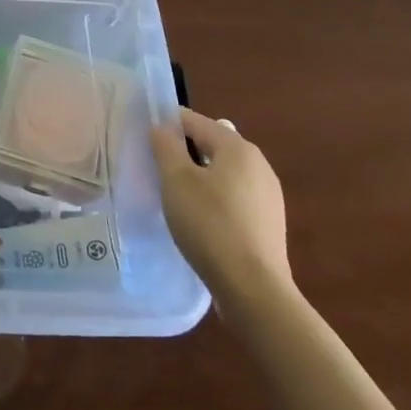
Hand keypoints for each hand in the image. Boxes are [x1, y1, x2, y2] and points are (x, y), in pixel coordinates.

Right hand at [151, 109, 292, 304]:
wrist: (253, 288)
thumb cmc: (209, 224)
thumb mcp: (176, 181)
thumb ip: (166, 146)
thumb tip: (161, 128)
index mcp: (238, 147)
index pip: (194, 121)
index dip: (166, 124)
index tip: (142, 136)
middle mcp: (258, 164)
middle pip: (211, 145)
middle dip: (182, 152)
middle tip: (154, 167)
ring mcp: (268, 195)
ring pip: (223, 173)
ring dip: (198, 177)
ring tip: (173, 195)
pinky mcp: (268, 222)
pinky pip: (233, 197)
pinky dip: (213, 198)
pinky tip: (199, 219)